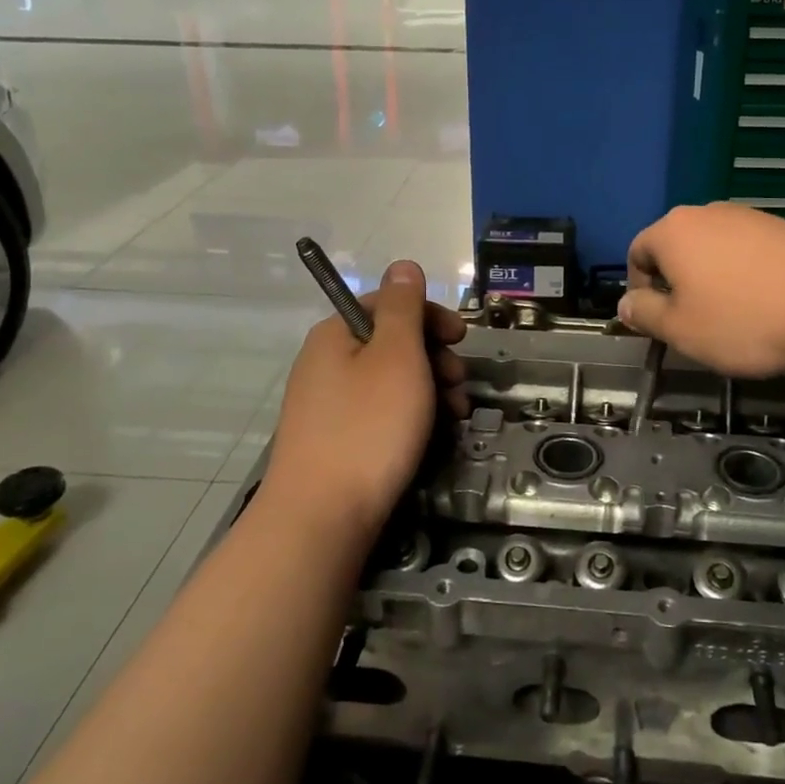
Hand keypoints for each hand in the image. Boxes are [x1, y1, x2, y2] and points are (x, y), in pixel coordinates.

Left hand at [263, 259, 468, 534]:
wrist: (322, 518)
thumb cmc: (368, 428)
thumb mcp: (396, 357)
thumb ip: (403, 307)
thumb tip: (403, 265)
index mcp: (336, 335)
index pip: (389, 305)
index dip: (430, 316)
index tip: (462, 338)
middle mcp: (326, 364)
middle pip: (392, 344)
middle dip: (434, 358)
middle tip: (458, 385)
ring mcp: (328, 405)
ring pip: (391, 382)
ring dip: (429, 390)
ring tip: (454, 417)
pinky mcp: (336, 441)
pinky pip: (380, 414)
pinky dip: (410, 418)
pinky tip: (431, 438)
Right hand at [620, 203, 784, 376]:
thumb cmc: (744, 320)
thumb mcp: (681, 330)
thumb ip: (645, 314)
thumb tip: (625, 303)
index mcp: (673, 230)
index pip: (637, 252)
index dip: (639, 290)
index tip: (658, 322)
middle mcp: (708, 213)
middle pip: (676, 247)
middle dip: (676, 284)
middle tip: (692, 322)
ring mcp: (751, 217)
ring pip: (713, 250)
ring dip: (711, 281)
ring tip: (733, 317)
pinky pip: (748, 252)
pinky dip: (745, 276)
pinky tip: (766, 305)